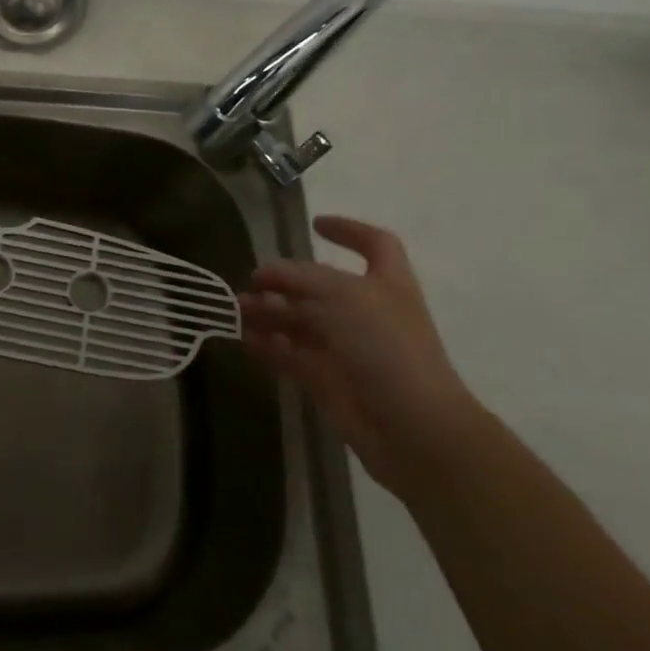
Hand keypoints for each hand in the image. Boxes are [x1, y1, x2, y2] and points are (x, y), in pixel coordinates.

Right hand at [240, 215, 485, 497]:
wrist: (411, 426)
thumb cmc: (385, 346)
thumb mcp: (341, 297)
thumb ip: (299, 279)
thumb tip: (264, 273)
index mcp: (386, 284)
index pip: (374, 245)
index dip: (348, 230)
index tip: (314, 224)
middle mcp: (367, 312)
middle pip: (321, 287)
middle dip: (285, 281)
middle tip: (251, 282)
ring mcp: (348, 348)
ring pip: (301, 321)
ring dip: (270, 313)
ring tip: (238, 311)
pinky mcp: (329, 379)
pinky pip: (292, 355)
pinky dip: (269, 346)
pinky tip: (245, 340)